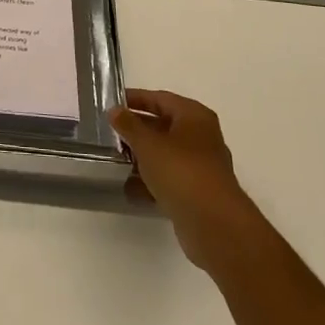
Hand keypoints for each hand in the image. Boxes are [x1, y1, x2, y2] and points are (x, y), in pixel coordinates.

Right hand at [110, 88, 258, 272]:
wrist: (214, 225)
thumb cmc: (181, 171)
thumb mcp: (148, 143)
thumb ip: (129, 125)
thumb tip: (114, 110)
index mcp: (194, 116)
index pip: (160, 99)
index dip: (135, 99)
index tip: (112, 103)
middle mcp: (201, 137)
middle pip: (164, 126)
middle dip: (137, 129)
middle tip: (110, 131)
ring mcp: (201, 167)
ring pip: (166, 154)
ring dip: (142, 156)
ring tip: (114, 158)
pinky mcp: (198, 193)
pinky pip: (169, 178)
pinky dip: (151, 180)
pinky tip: (129, 187)